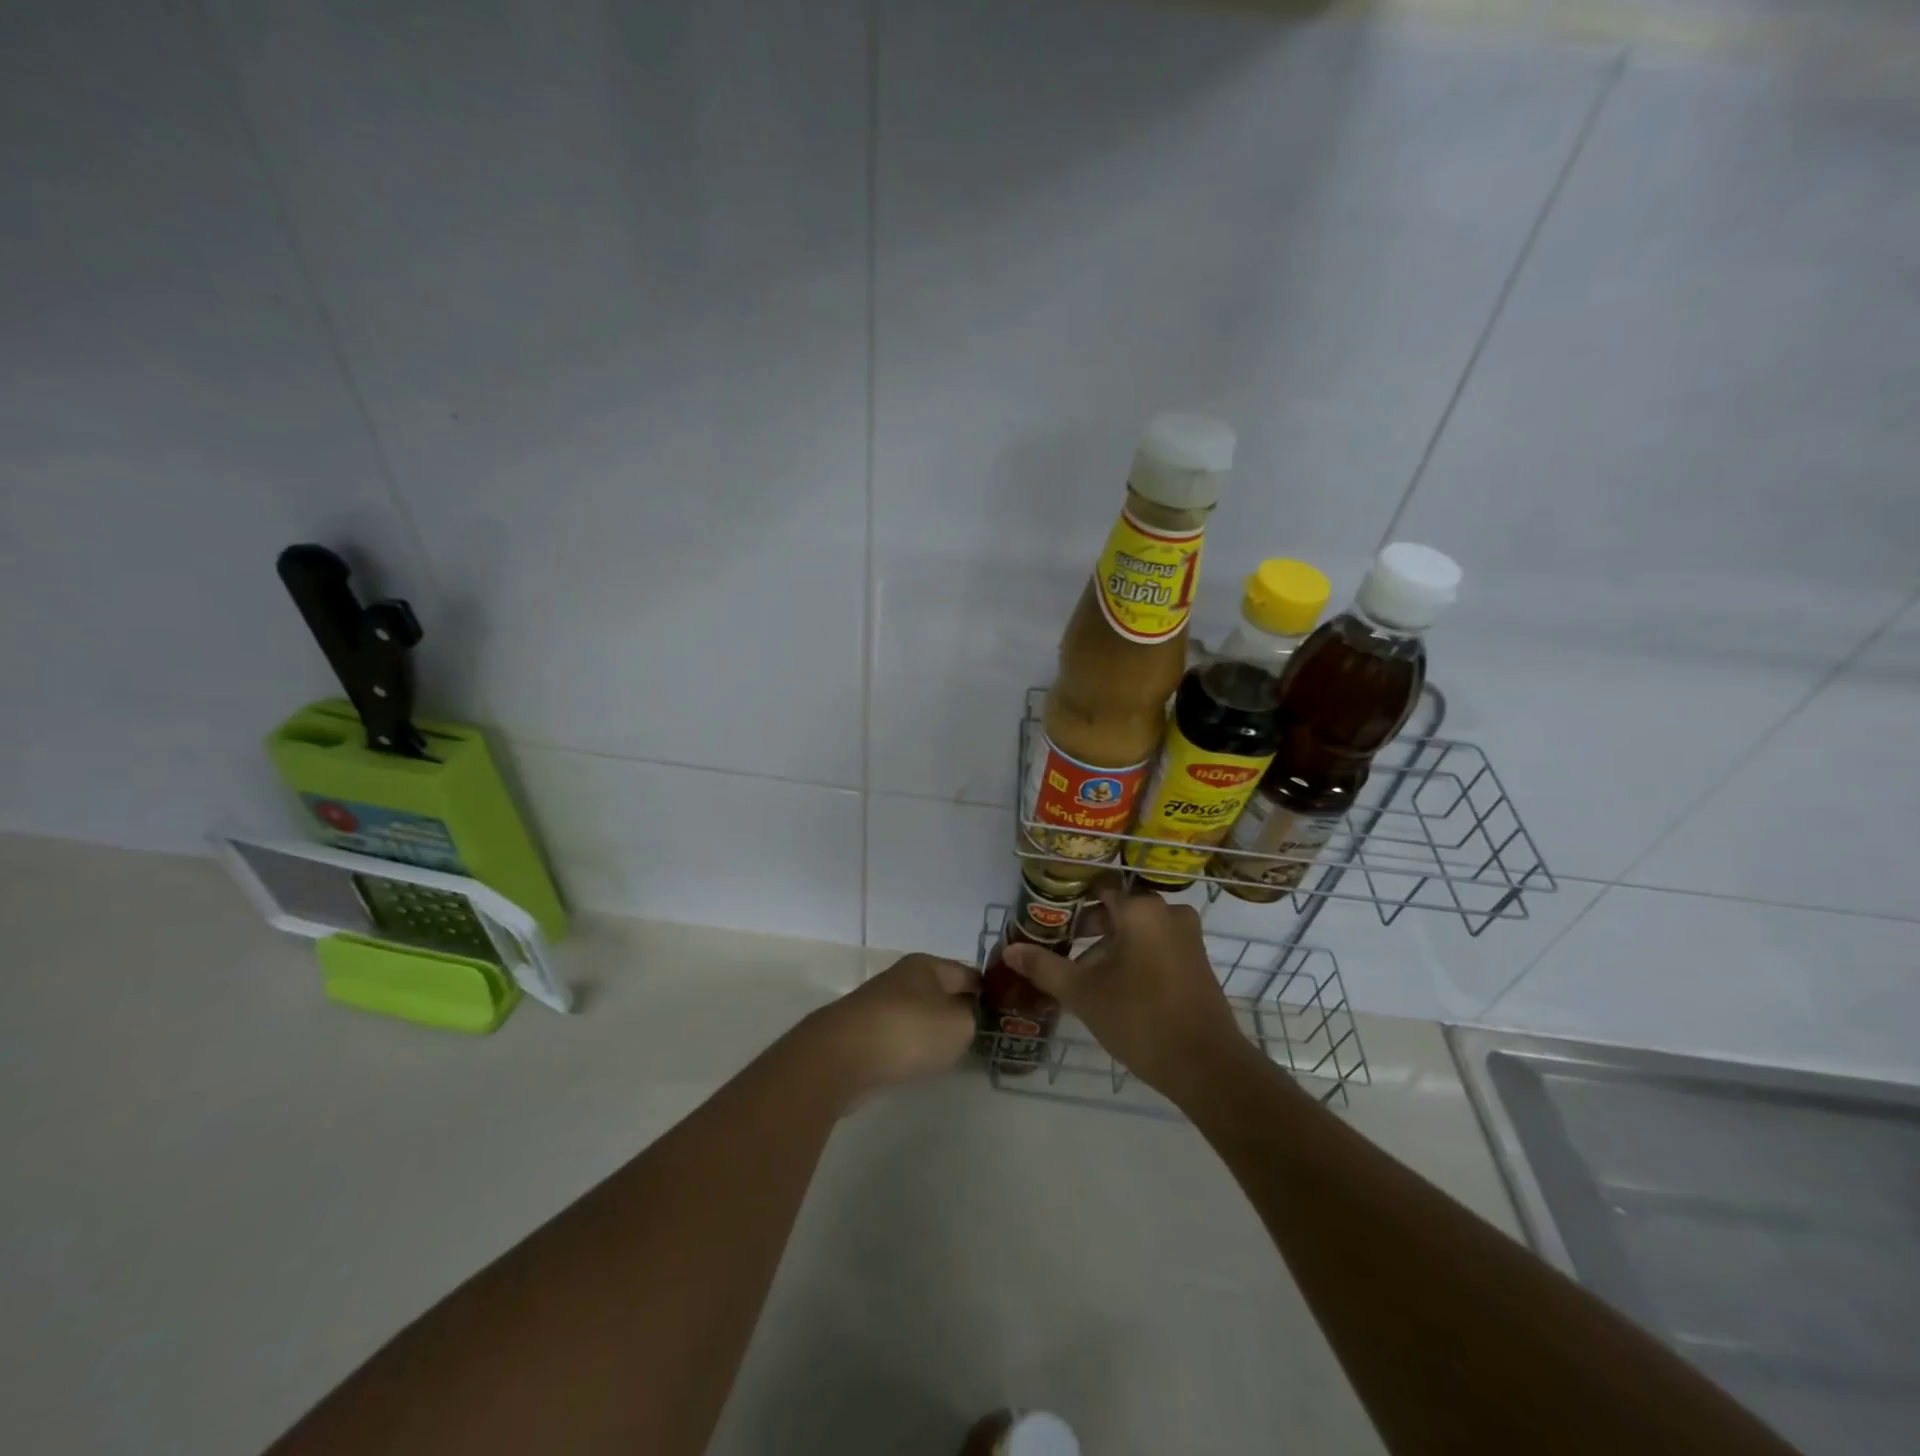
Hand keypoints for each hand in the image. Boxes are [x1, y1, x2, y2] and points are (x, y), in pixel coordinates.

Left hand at [801, 954, 980, 1097]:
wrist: (841, 1057)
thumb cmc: (908, 1031)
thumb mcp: (959, 1024)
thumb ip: (972, 1019)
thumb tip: (964, 1018)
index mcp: (927, 965)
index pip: (969, 973)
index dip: (989, 991)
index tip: (1006, 1013)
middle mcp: (903, 979)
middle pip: (943, 993)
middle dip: (961, 1012)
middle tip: (984, 1036)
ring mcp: (882, 1006)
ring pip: (921, 1016)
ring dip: (936, 1032)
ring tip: (957, 1053)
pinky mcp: (866, 1034)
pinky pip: (902, 1038)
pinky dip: (914, 1048)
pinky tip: (922, 1063)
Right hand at [1002, 879, 1250, 1097]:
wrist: (1206, 1066)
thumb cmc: (1140, 1019)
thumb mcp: (1083, 993)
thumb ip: (1045, 967)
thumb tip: (1010, 950)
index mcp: (1141, 910)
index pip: (1098, 888)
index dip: (1069, 901)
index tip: (1046, 917)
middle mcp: (1168, 913)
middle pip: (1117, 910)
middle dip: (1086, 928)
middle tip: (1056, 947)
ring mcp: (1187, 938)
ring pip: (1136, 931)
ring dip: (1107, 947)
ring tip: (1079, 976)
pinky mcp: (1196, 962)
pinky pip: (1155, 946)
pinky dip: (1131, 958)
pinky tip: (1110, 988)